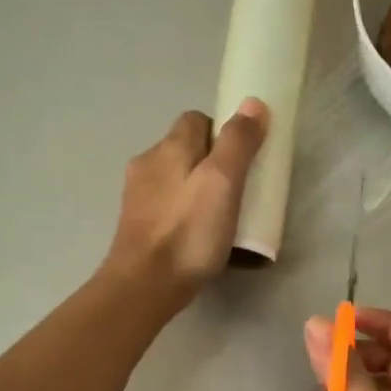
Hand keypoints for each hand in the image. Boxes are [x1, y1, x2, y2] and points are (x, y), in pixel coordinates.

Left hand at [105, 100, 268, 307]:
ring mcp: (138, 197)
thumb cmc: (188, 232)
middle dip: (213, 164)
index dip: (224, 133)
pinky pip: (168, 208)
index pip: (198, 120)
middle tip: (239, 192)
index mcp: (169, 147)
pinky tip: (199, 238)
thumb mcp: (222, 182)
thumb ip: (238, 142)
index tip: (244, 159)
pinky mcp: (136, 226)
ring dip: (199, 191)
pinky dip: (185, 215)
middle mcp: (147, 164)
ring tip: (222, 219)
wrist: (144, 286)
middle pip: (187, 150)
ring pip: (177, 180)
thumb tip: (253, 103)